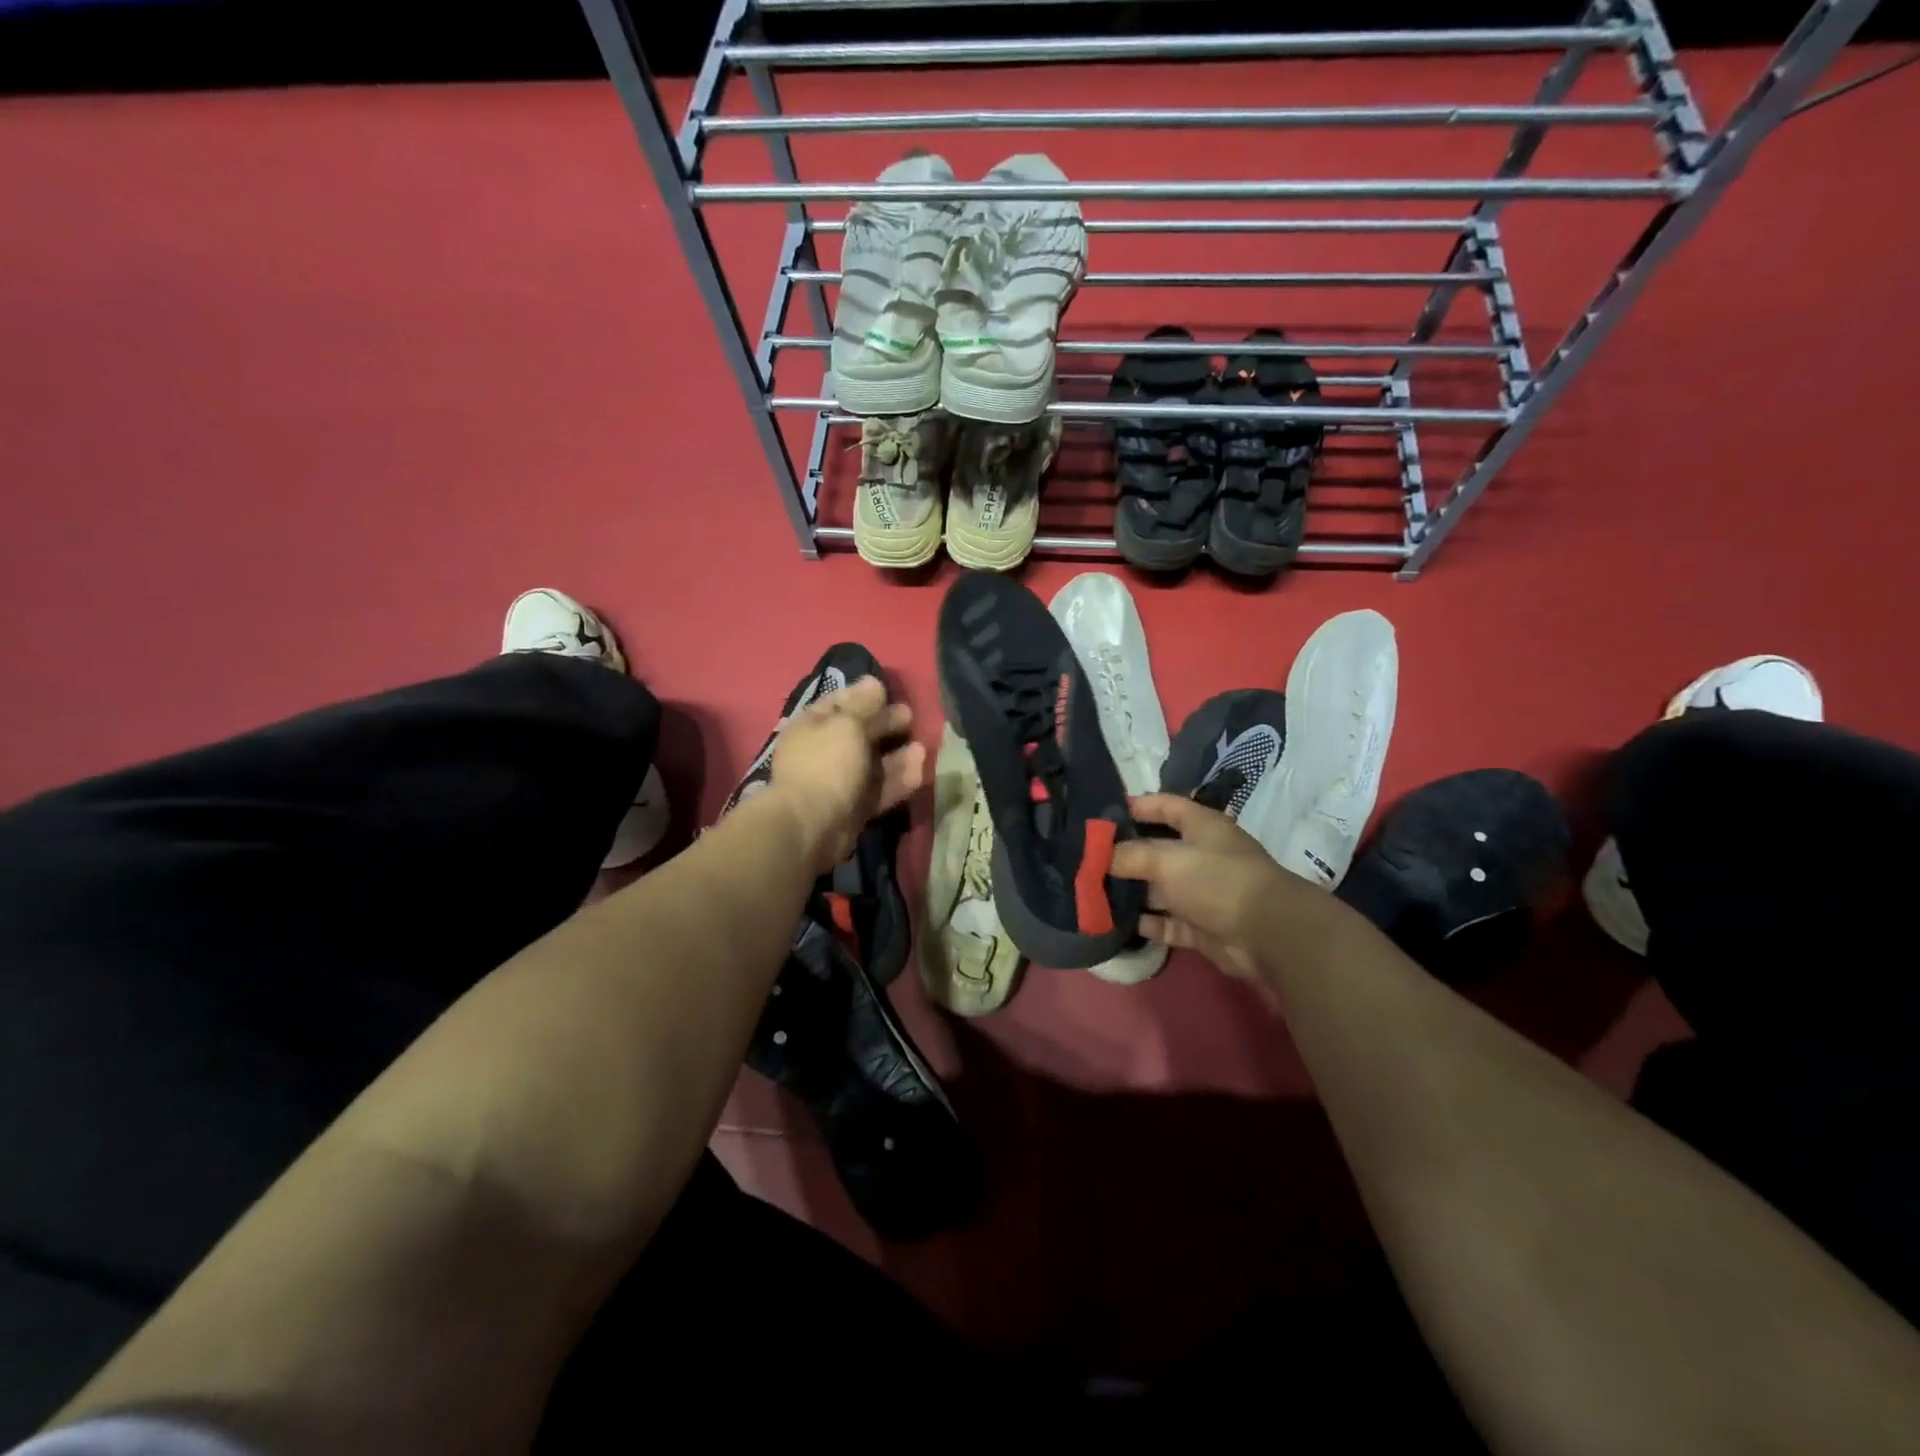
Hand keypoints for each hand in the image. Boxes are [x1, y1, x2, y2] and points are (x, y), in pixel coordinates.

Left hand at [769, 676, 924, 873]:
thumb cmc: (827, 763)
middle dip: (886, 725)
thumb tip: (874, 682)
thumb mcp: (847, 724)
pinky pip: (879, 790)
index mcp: (813, 725)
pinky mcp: (854, 808)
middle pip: (860, 733)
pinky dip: (898, 780)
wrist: (812, 824)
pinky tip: (920, 771)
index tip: (889, 692)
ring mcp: (838, 781)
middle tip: (911, 718)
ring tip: (922, 748)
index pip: (840, 702)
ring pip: (873, 764)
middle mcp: (824, 751)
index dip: (865, 696)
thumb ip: (865, 704)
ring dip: (898, 756)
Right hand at [1111, 794, 1325, 979]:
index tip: (1103, 814)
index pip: (1165, 805)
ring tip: (1092, 891)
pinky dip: (1145, 922)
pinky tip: (1116, 922)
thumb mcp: (1167, 859)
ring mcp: (1202, 893)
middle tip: (1088, 858)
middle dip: (1124, 854)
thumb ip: (1130, 855)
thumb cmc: (1216, 880)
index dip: (1136, 806)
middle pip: (1157, 849)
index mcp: (1201, 826)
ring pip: (1159, 889)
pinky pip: (1166, 921)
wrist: (1266, 933)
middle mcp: (1201, 855)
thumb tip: (1100, 856)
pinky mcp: (1201, 926)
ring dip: (1131, 891)